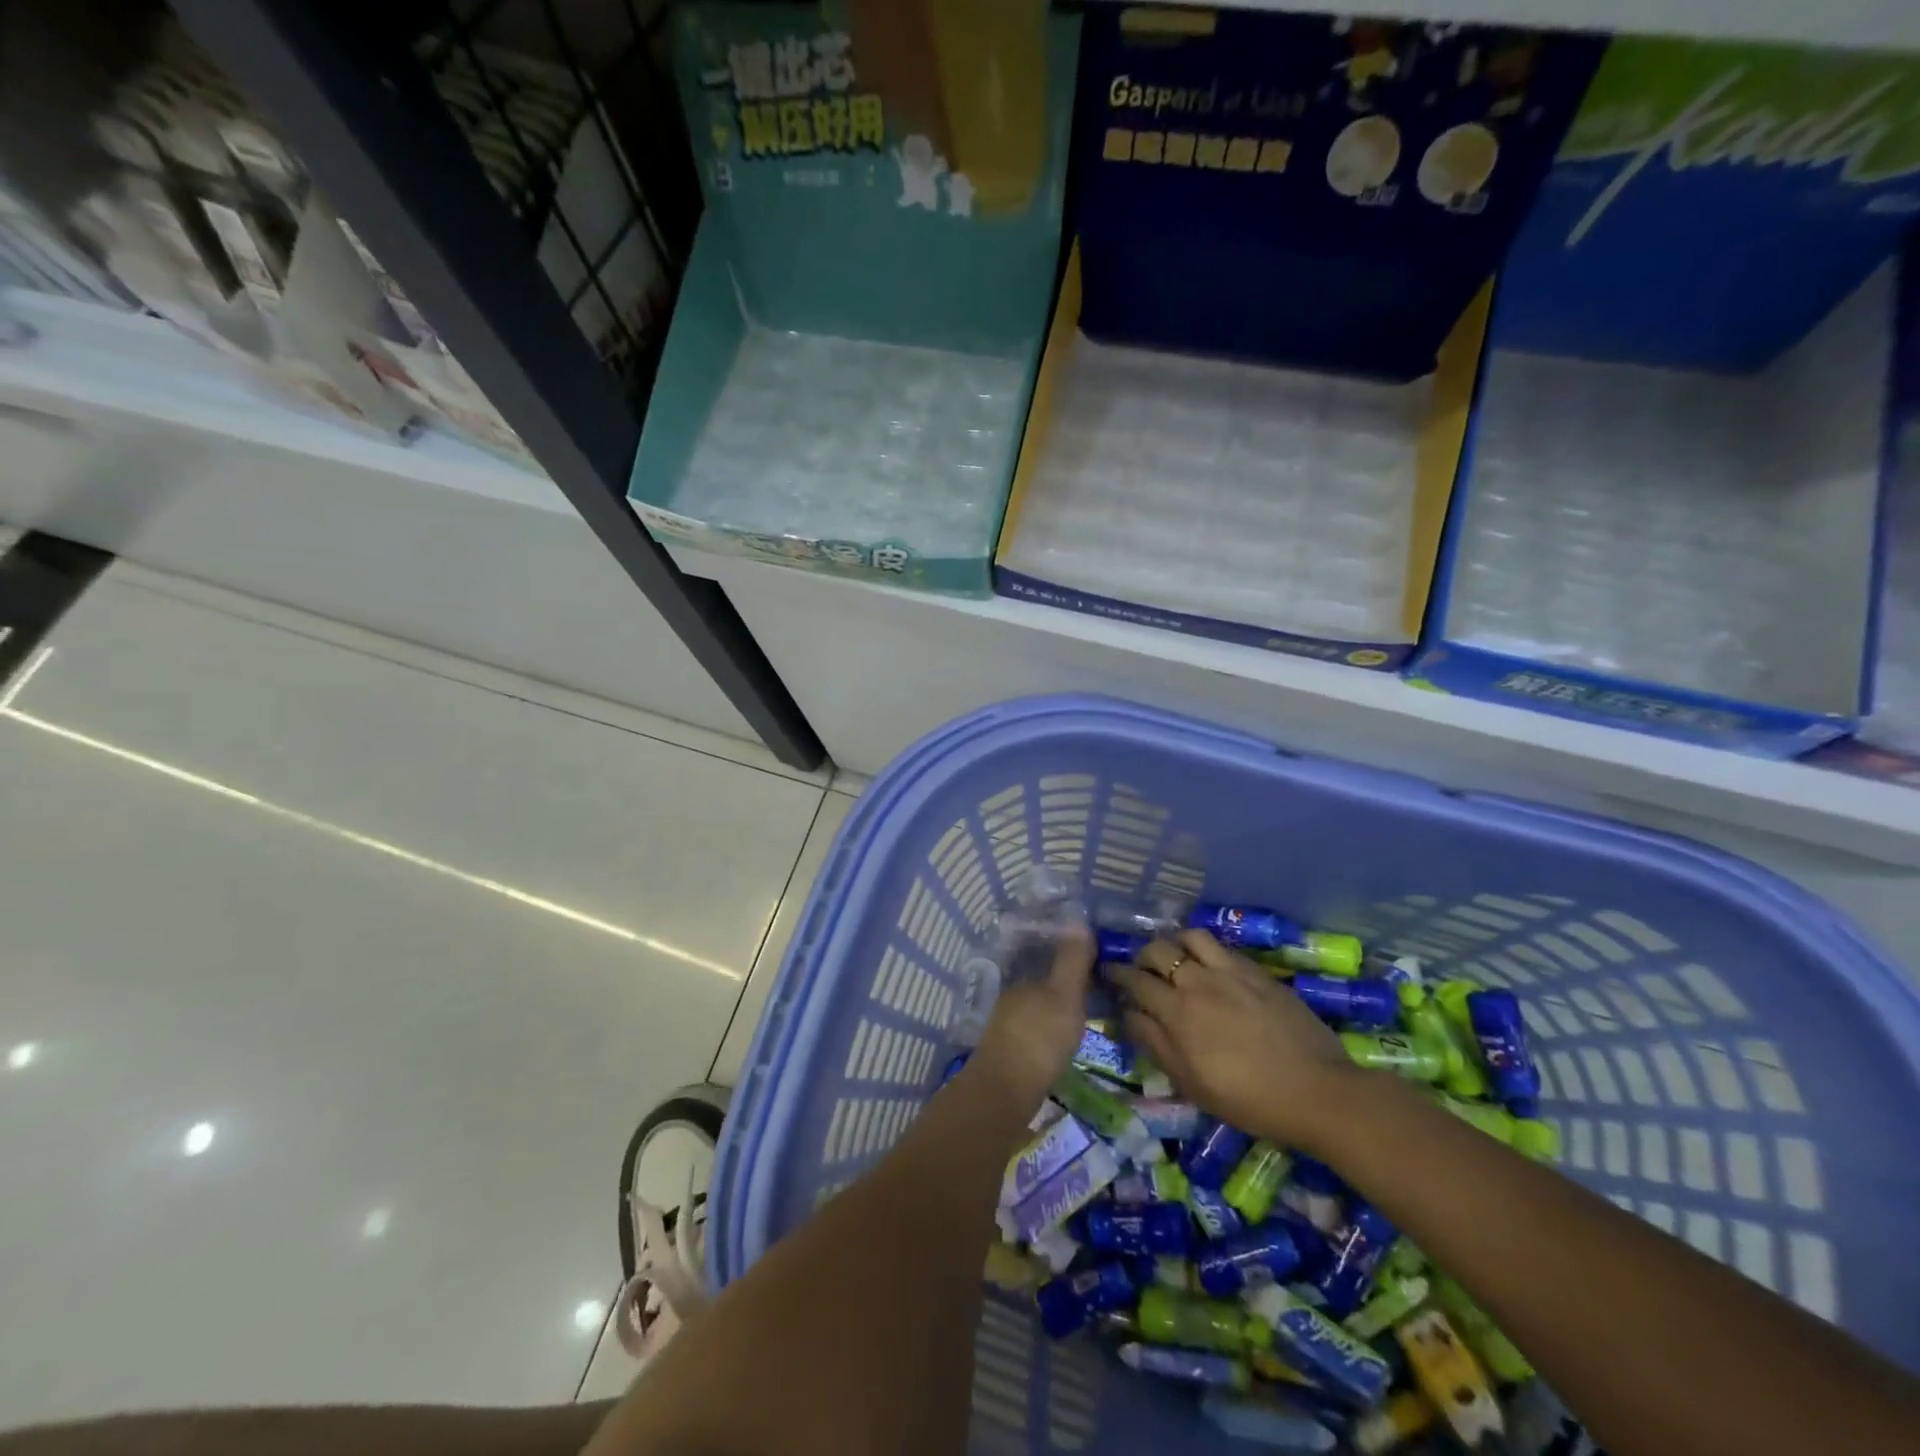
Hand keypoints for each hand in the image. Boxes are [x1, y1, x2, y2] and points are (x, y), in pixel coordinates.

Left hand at [969, 927, 1093, 1115]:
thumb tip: (1078, 919)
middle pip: (1041, 984)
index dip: (1070, 959)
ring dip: (1056, 1009)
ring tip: (1082, 1017)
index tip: (1095, 964)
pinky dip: (1049, 1031)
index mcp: (1023, 979)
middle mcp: (1011, 998)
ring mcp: (1006, 1026)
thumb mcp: (1064, 995)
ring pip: (1036, 1008)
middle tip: (1095, 992)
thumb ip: (1071, 960)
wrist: (1004, 1093)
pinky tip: (1061, 1042)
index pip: (1048, 959)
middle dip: (1063, 985)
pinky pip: (1034, 1031)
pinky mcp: (1008, 1053)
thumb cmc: (1039, 1038)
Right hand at [1111, 930, 1357, 1155]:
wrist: (1318, 1092)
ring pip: (1191, 937)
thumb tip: (1129, 1014)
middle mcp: (1199, 982)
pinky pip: (1223, 947)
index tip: (1108, 973)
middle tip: (1142, 969)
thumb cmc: (1248, 1099)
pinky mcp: (1258, 972)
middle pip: (1158, 950)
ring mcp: (1231, 972)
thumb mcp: (1191, 1083)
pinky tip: (1211, 965)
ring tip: (1177, 957)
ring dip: (1176, 943)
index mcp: (1178, 1012)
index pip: (1135, 980)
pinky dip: (1207, 950)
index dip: (1117, 974)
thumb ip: (1155, 1044)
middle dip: (1142, 955)